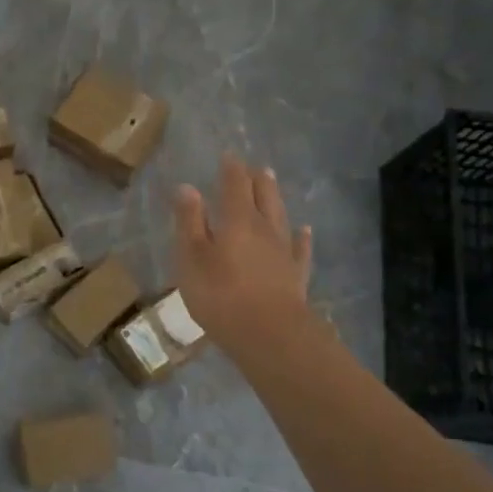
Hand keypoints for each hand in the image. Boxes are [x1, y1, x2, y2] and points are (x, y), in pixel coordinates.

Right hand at [173, 155, 313, 353]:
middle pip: (262, 195)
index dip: (231, 169)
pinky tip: (304, 230)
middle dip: (256, 179)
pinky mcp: (296, 275)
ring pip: (280, 216)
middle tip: (254, 166)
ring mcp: (284, 251)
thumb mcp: (192, 258)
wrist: (270, 335)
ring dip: (275, 198)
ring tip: (272, 182)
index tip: (229, 156)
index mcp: (236, 220)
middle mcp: (264, 228)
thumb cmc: (221, 295)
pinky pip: (300, 248)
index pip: (235, 185)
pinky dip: (301, 237)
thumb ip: (190, 222)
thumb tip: (187, 187)